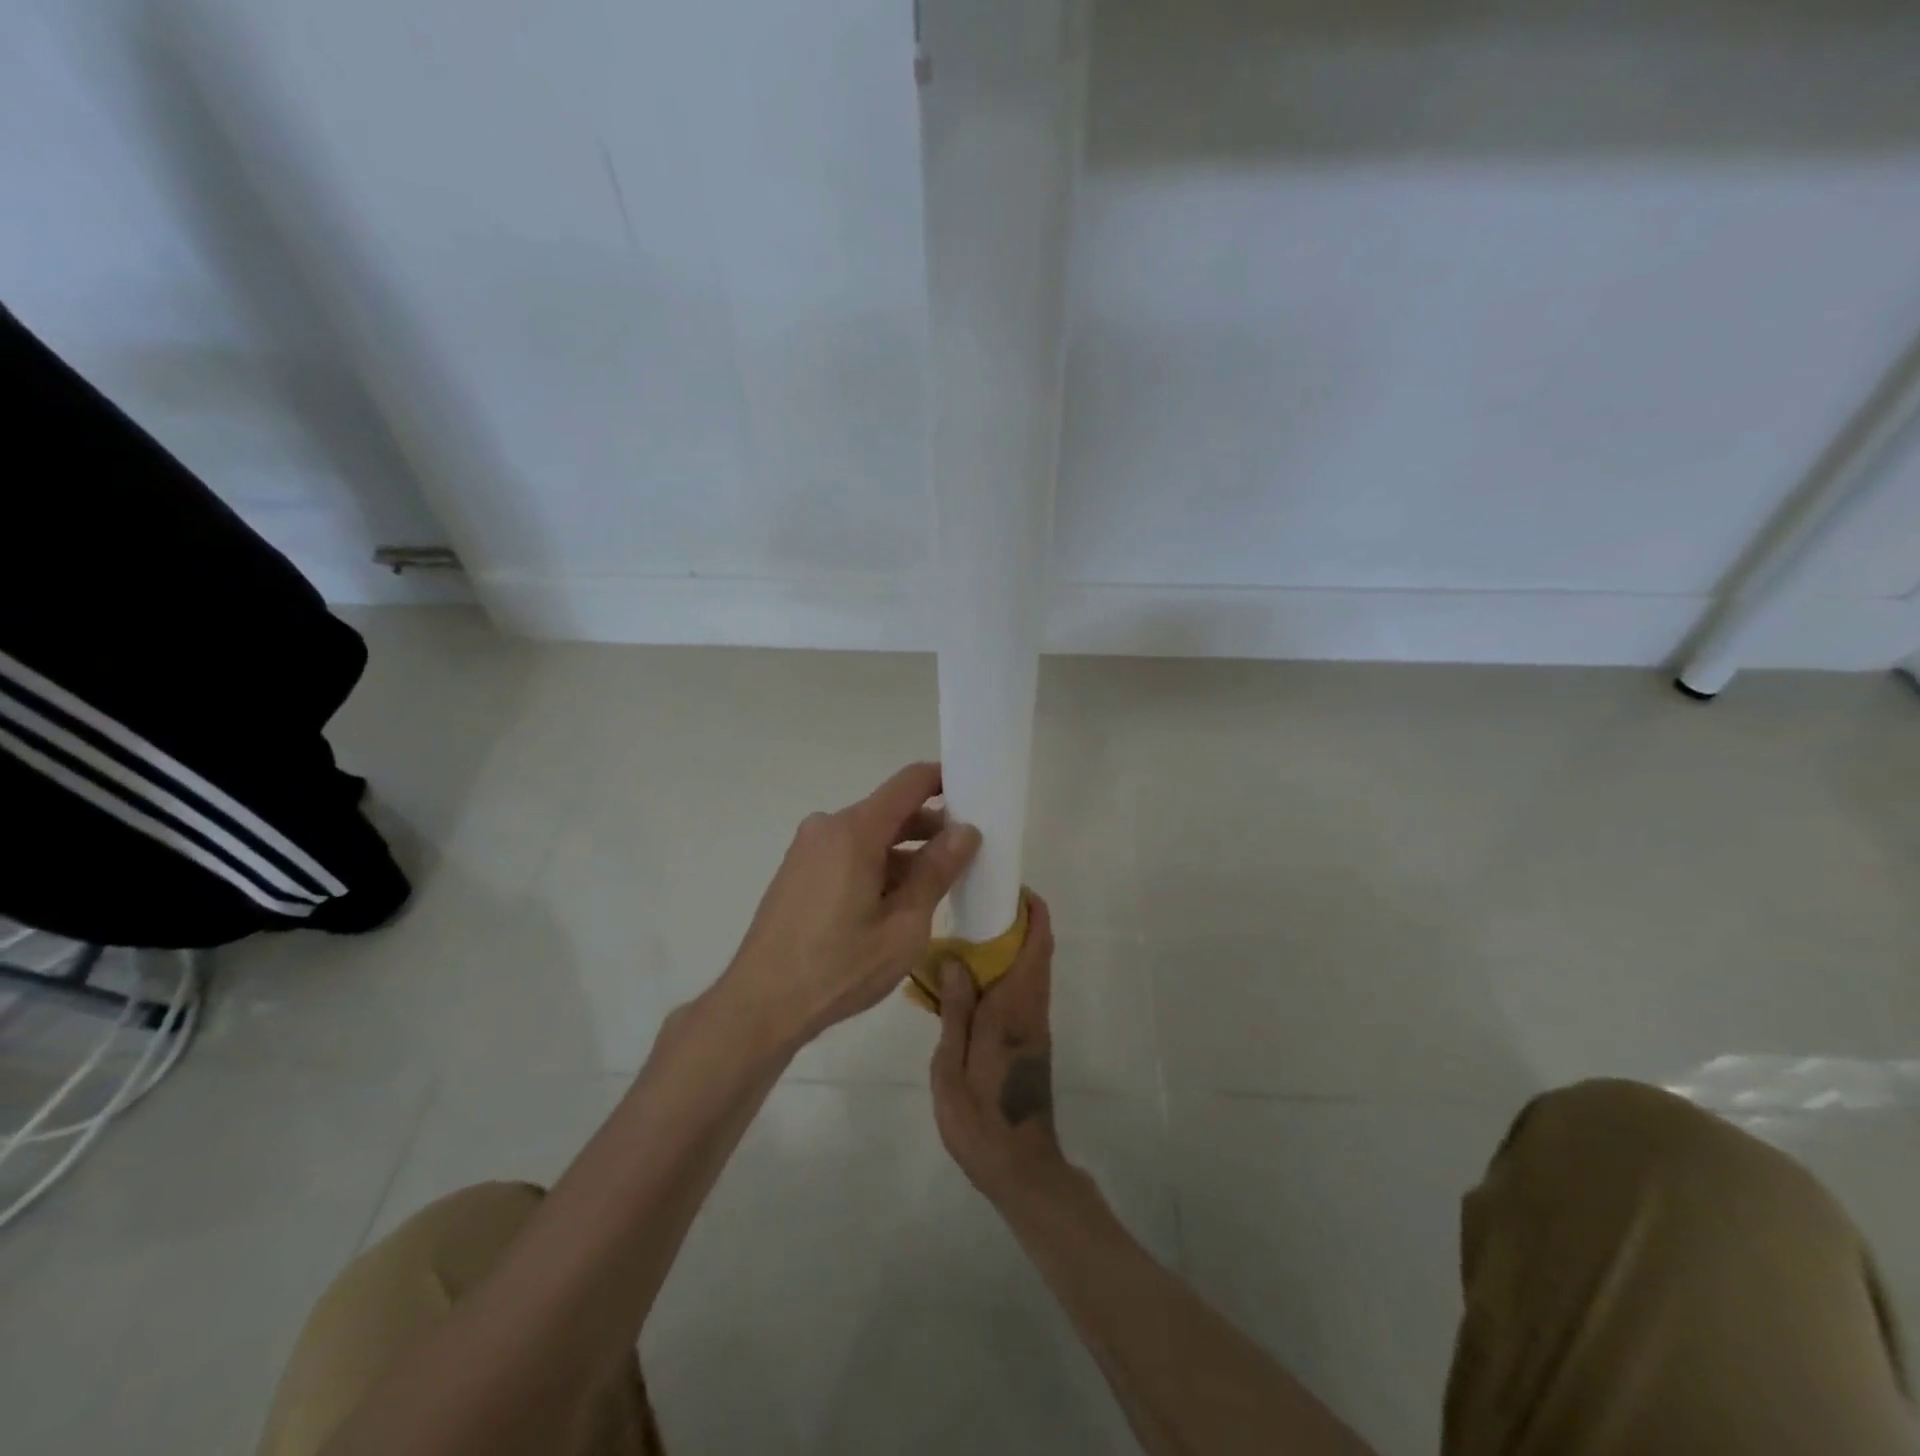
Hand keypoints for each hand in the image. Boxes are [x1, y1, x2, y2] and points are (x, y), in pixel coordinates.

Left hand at [720, 762, 980, 1047]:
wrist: (760, 1004)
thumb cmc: (839, 967)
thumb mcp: (904, 925)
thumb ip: (936, 872)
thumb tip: (965, 831)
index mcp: (854, 830)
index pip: (909, 782)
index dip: (945, 780)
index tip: (976, 795)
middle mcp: (827, 827)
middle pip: (890, 810)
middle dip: (930, 827)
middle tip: (967, 855)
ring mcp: (808, 849)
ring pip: (869, 836)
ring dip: (904, 852)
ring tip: (935, 886)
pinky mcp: (798, 871)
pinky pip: (847, 853)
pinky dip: (877, 865)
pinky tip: (894, 903)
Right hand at [930, 892, 1068, 1203]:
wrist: (1019, 1166)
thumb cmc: (980, 1118)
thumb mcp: (951, 1065)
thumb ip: (955, 1010)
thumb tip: (956, 959)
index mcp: (1013, 1008)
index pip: (1036, 946)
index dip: (1032, 911)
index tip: (1010, 886)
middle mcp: (1032, 1008)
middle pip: (1038, 951)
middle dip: (1019, 920)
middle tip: (978, 901)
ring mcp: (1035, 1024)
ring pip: (1032, 969)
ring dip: (1013, 943)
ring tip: (969, 931)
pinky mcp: (1032, 1039)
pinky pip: (1024, 989)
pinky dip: (1007, 969)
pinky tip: (972, 977)